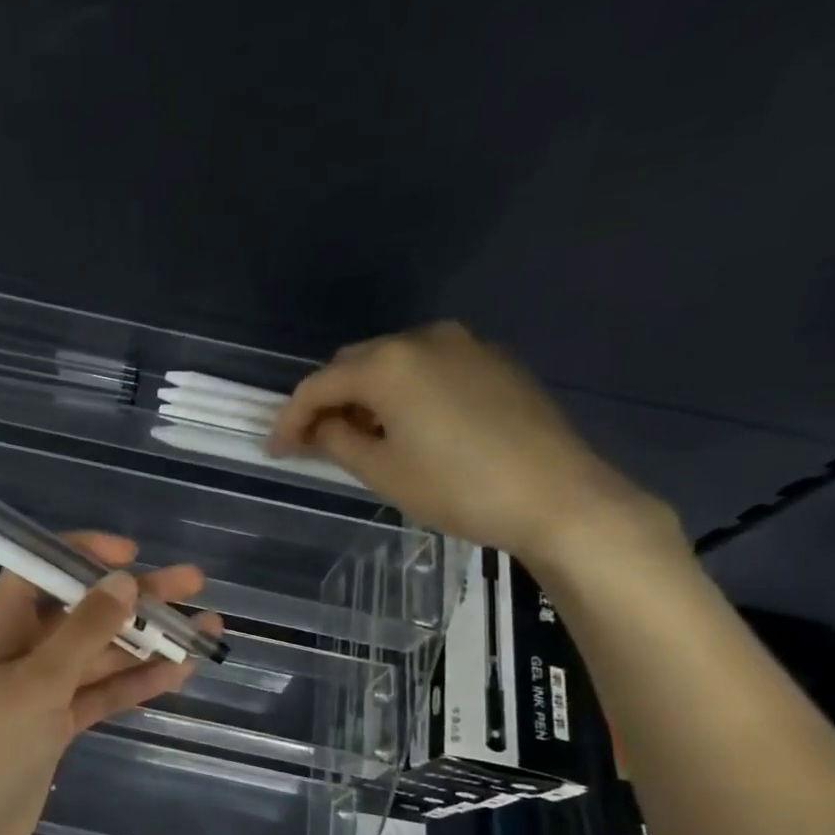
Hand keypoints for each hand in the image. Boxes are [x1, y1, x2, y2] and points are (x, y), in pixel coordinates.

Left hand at [0, 534, 221, 834]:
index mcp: (1, 626)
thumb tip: (124, 580)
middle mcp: (22, 650)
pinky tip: (178, 672)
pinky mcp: (58, 726)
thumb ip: (83, 631)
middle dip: (136, 597)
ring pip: (101, 654)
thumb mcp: (36, 683)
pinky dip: (136, 682)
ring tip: (205, 629)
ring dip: (148, 641)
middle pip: (84, 611)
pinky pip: (103, 693)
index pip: (40, 569)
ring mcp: (42, 690)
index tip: (131, 555)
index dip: (82, 554)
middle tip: (194, 583)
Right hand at [268, 322, 673, 569]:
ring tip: (363, 438)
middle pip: (354, 364)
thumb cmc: (458, 488)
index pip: (319, 385)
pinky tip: (408, 426)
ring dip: (367, 395)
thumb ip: (335, 441)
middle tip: (316, 444)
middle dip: (329, 401)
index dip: (290, 418)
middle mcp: (423, 339)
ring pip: (393, 362)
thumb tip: (312, 429)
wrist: (558, 496)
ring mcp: (465, 345)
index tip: (276, 450)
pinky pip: (429, 367)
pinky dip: (405, 391)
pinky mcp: (493, 361)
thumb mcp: (382, 472)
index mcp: (389, 363)